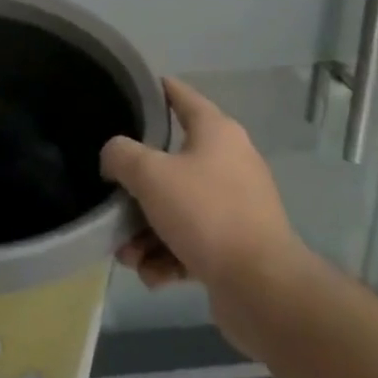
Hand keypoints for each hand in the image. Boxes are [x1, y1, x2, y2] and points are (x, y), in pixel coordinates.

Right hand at [101, 77, 309, 348]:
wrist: (263, 289)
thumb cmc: (206, 214)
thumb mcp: (149, 174)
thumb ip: (120, 154)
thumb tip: (114, 159)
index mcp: (216, 131)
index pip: (179, 94)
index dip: (153, 88)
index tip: (125, 90)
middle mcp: (229, 161)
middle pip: (168, 162)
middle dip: (136, 189)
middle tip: (114, 202)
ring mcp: (234, 205)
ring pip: (175, 207)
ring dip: (145, 231)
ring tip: (129, 255)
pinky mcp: (235, 245)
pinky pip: (190, 240)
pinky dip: (168, 255)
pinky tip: (153, 275)